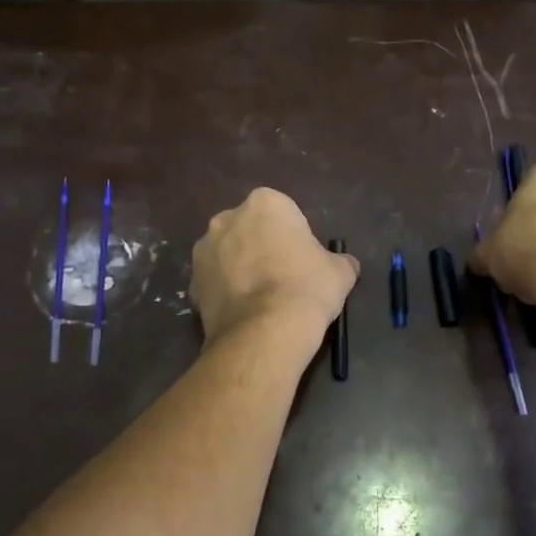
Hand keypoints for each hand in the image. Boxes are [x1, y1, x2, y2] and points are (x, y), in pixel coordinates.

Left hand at [192, 188, 358, 345]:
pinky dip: (226, 293)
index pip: (283, 214)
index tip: (303, 262)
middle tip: (282, 278)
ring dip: (239, 268)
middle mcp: (227, 218)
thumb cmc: (307, 288)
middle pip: (249, 229)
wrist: (266, 332)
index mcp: (265, 203)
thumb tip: (344, 265)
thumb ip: (339, 261)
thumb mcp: (340, 272)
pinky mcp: (192, 282)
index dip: (294, 238)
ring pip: (227, 254)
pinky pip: (214, 282)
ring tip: (260, 300)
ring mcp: (204, 250)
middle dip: (261, 247)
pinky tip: (244, 313)